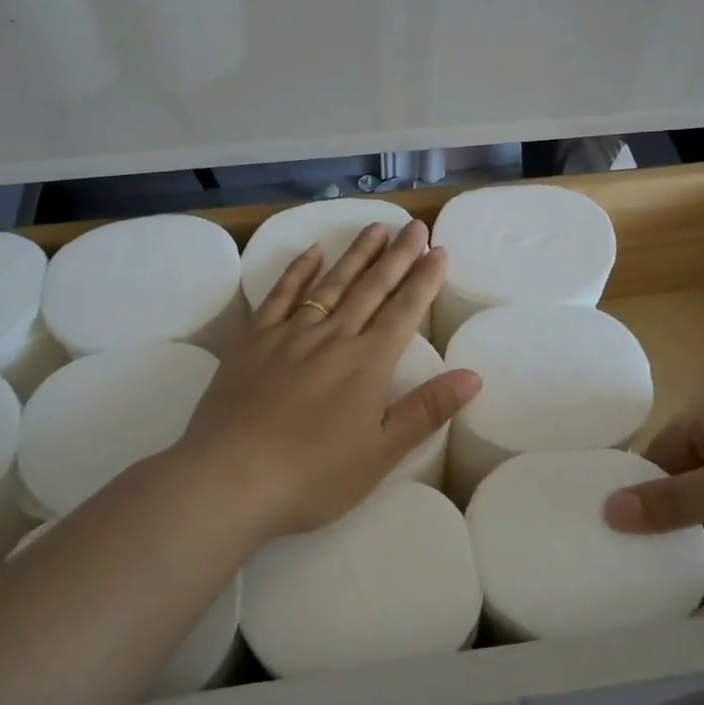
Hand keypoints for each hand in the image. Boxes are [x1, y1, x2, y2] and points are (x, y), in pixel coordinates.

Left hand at [175, 220, 480, 535]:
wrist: (230, 479)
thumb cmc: (313, 476)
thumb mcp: (381, 453)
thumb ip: (426, 410)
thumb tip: (473, 375)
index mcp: (367, 363)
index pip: (404, 311)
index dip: (424, 280)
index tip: (438, 250)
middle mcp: (333, 337)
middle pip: (372, 287)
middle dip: (397, 255)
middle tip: (415, 225)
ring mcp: (290, 334)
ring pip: (331, 283)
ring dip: (356, 254)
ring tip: (376, 228)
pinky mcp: (253, 339)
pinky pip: (281, 295)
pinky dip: (298, 271)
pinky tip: (312, 252)